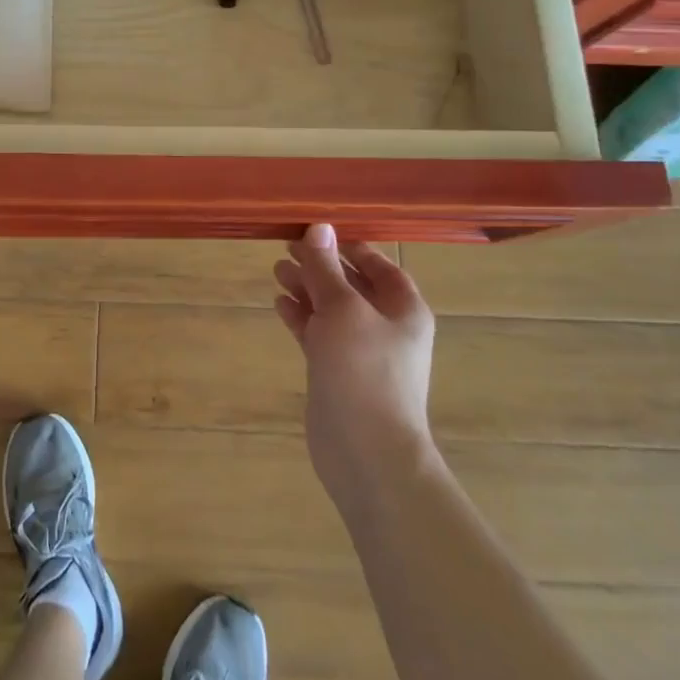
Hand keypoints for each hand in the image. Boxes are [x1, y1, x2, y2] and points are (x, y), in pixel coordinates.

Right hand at [273, 223, 439, 505]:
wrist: (367, 453)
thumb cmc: (364, 371)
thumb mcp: (343, 309)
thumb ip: (326, 268)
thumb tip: (318, 227)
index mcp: (403, 309)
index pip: (380, 266)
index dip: (351, 247)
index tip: (319, 231)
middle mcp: (386, 327)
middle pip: (351, 285)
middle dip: (321, 266)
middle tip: (286, 247)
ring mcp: (360, 352)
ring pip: (331, 310)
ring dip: (307, 289)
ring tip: (276, 270)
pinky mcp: (337, 373)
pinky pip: (319, 335)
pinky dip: (301, 317)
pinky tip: (279, 303)